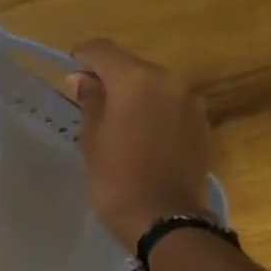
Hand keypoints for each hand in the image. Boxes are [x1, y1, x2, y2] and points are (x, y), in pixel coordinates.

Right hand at [59, 39, 214, 249]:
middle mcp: (169, 81)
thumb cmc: (115, 179)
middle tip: (88, 105)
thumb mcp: (91, 140)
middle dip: (110, 80)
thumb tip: (82, 79)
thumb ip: (89, 103)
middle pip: (133, 68)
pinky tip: (140, 140)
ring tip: (115, 126)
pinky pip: (170, 108)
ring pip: (154, 88)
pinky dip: (153, 114)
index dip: (82, 57)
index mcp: (136, 81)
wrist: (164, 218)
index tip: (68, 72)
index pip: (103, 51)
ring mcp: (191, 103)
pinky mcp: (202, 125)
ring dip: (134, 98)